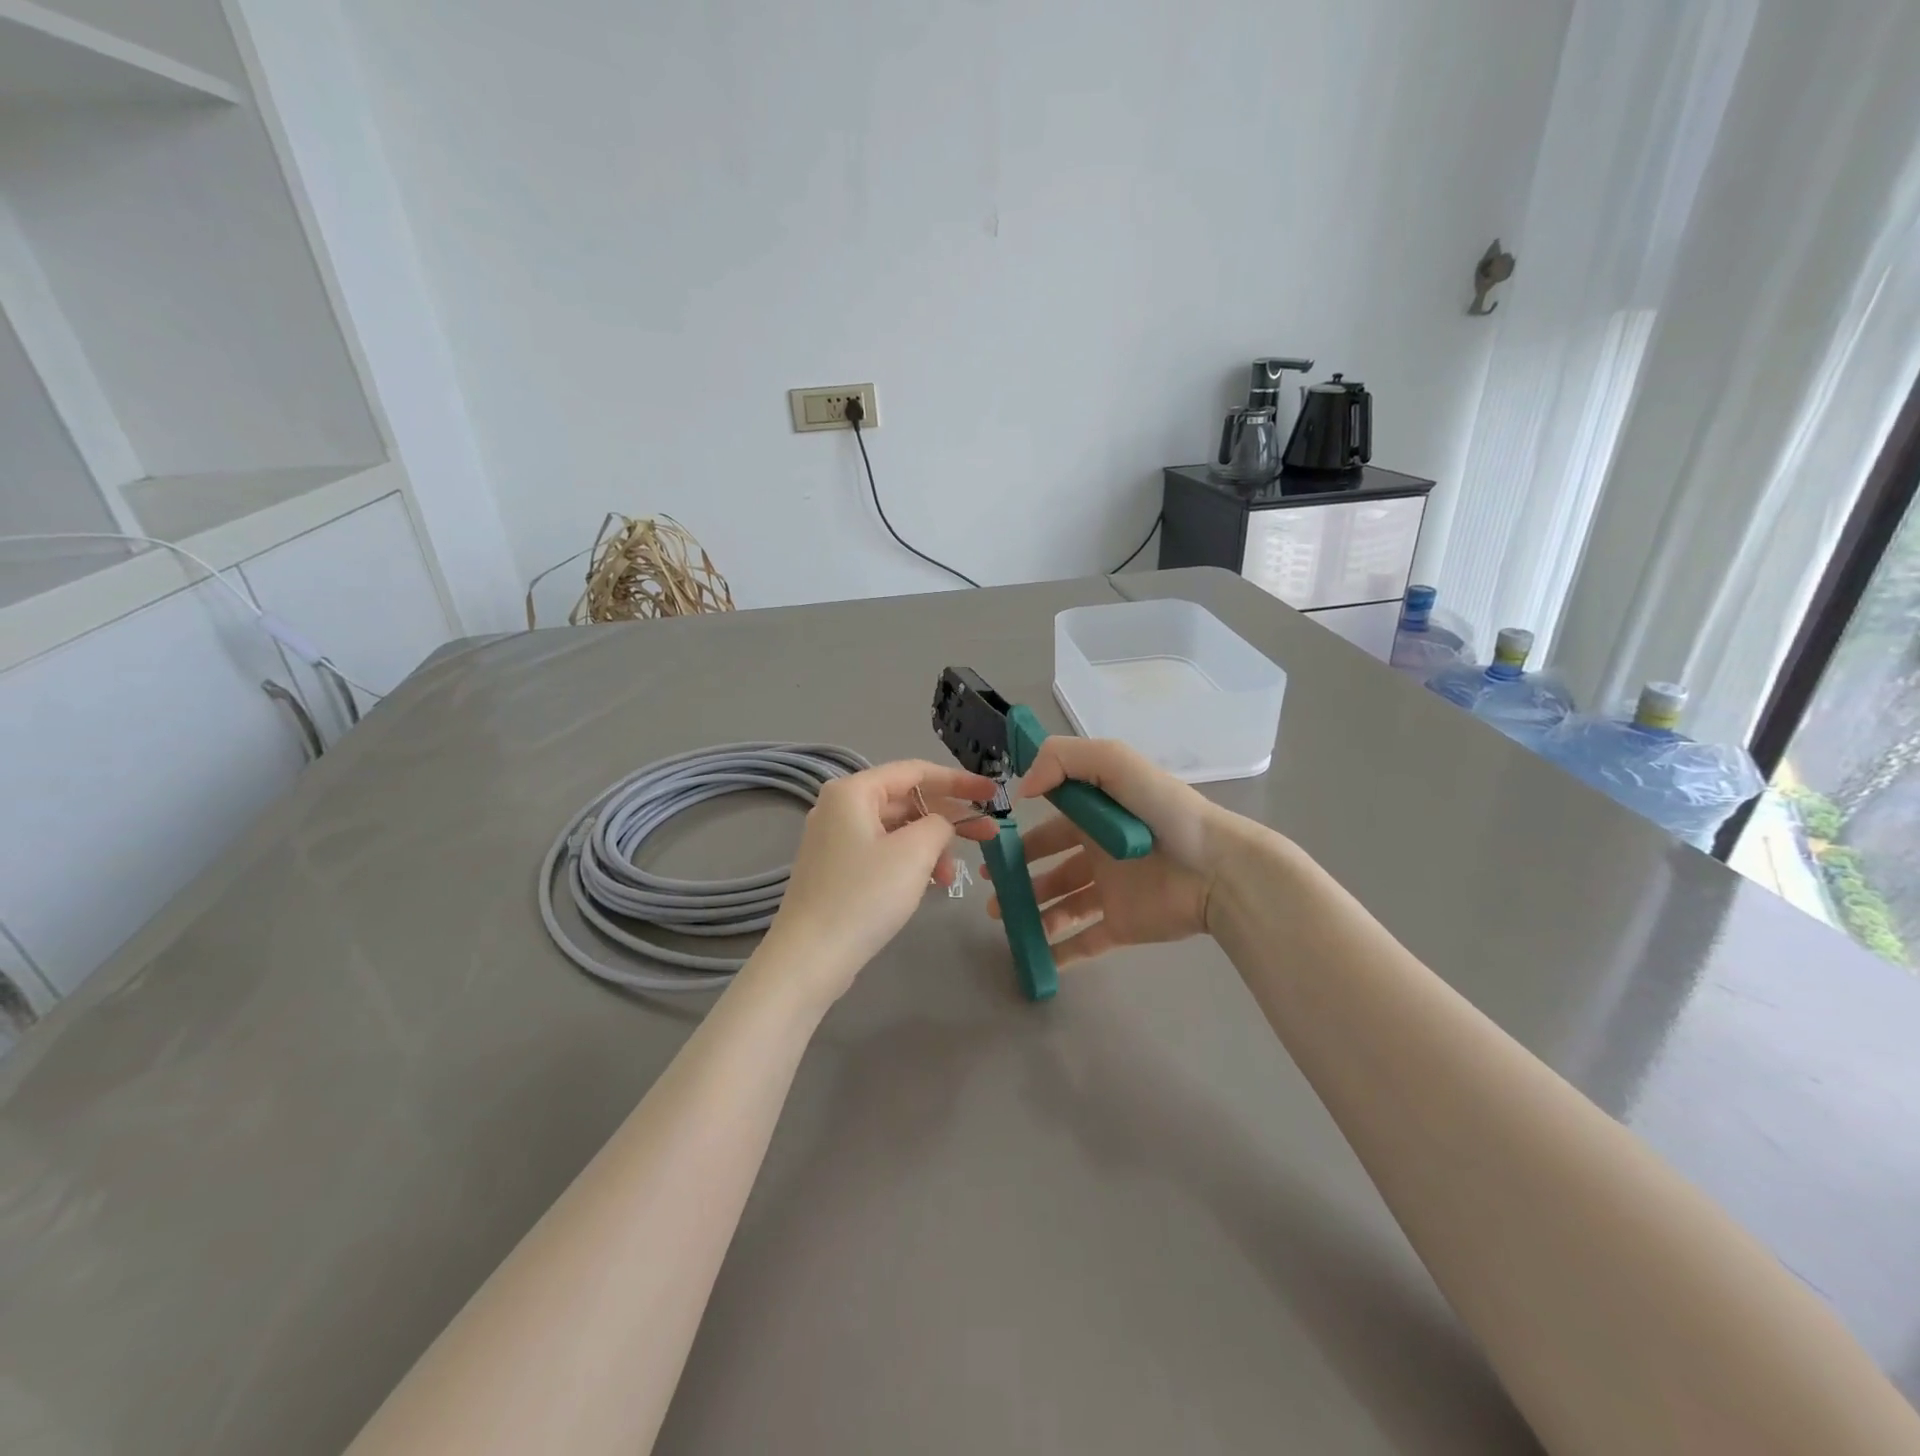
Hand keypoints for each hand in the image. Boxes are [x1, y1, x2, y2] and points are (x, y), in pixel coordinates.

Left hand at [756, 759, 999, 1007]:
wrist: (810, 958)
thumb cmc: (864, 896)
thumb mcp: (914, 852)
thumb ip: (939, 824)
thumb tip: (940, 825)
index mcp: (853, 791)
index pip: (916, 771)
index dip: (959, 780)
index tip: (993, 793)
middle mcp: (840, 807)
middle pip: (907, 800)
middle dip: (949, 817)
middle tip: (988, 834)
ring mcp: (835, 839)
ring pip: (897, 829)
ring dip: (930, 847)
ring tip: (951, 878)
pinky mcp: (837, 869)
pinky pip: (883, 851)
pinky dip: (910, 862)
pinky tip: (928, 885)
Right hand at [984, 737, 1226, 967]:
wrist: (1216, 868)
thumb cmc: (1163, 812)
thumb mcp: (1115, 762)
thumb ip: (1064, 760)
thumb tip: (1023, 789)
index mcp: (1097, 817)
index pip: (1051, 827)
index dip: (1021, 839)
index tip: (993, 852)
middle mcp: (1100, 854)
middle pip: (1051, 869)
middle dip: (1020, 880)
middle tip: (993, 896)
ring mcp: (1111, 892)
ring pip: (1063, 906)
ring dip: (1034, 915)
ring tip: (1009, 923)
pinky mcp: (1123, 925)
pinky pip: (1086, 942)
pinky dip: (1062, 952)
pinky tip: (1037, 957)